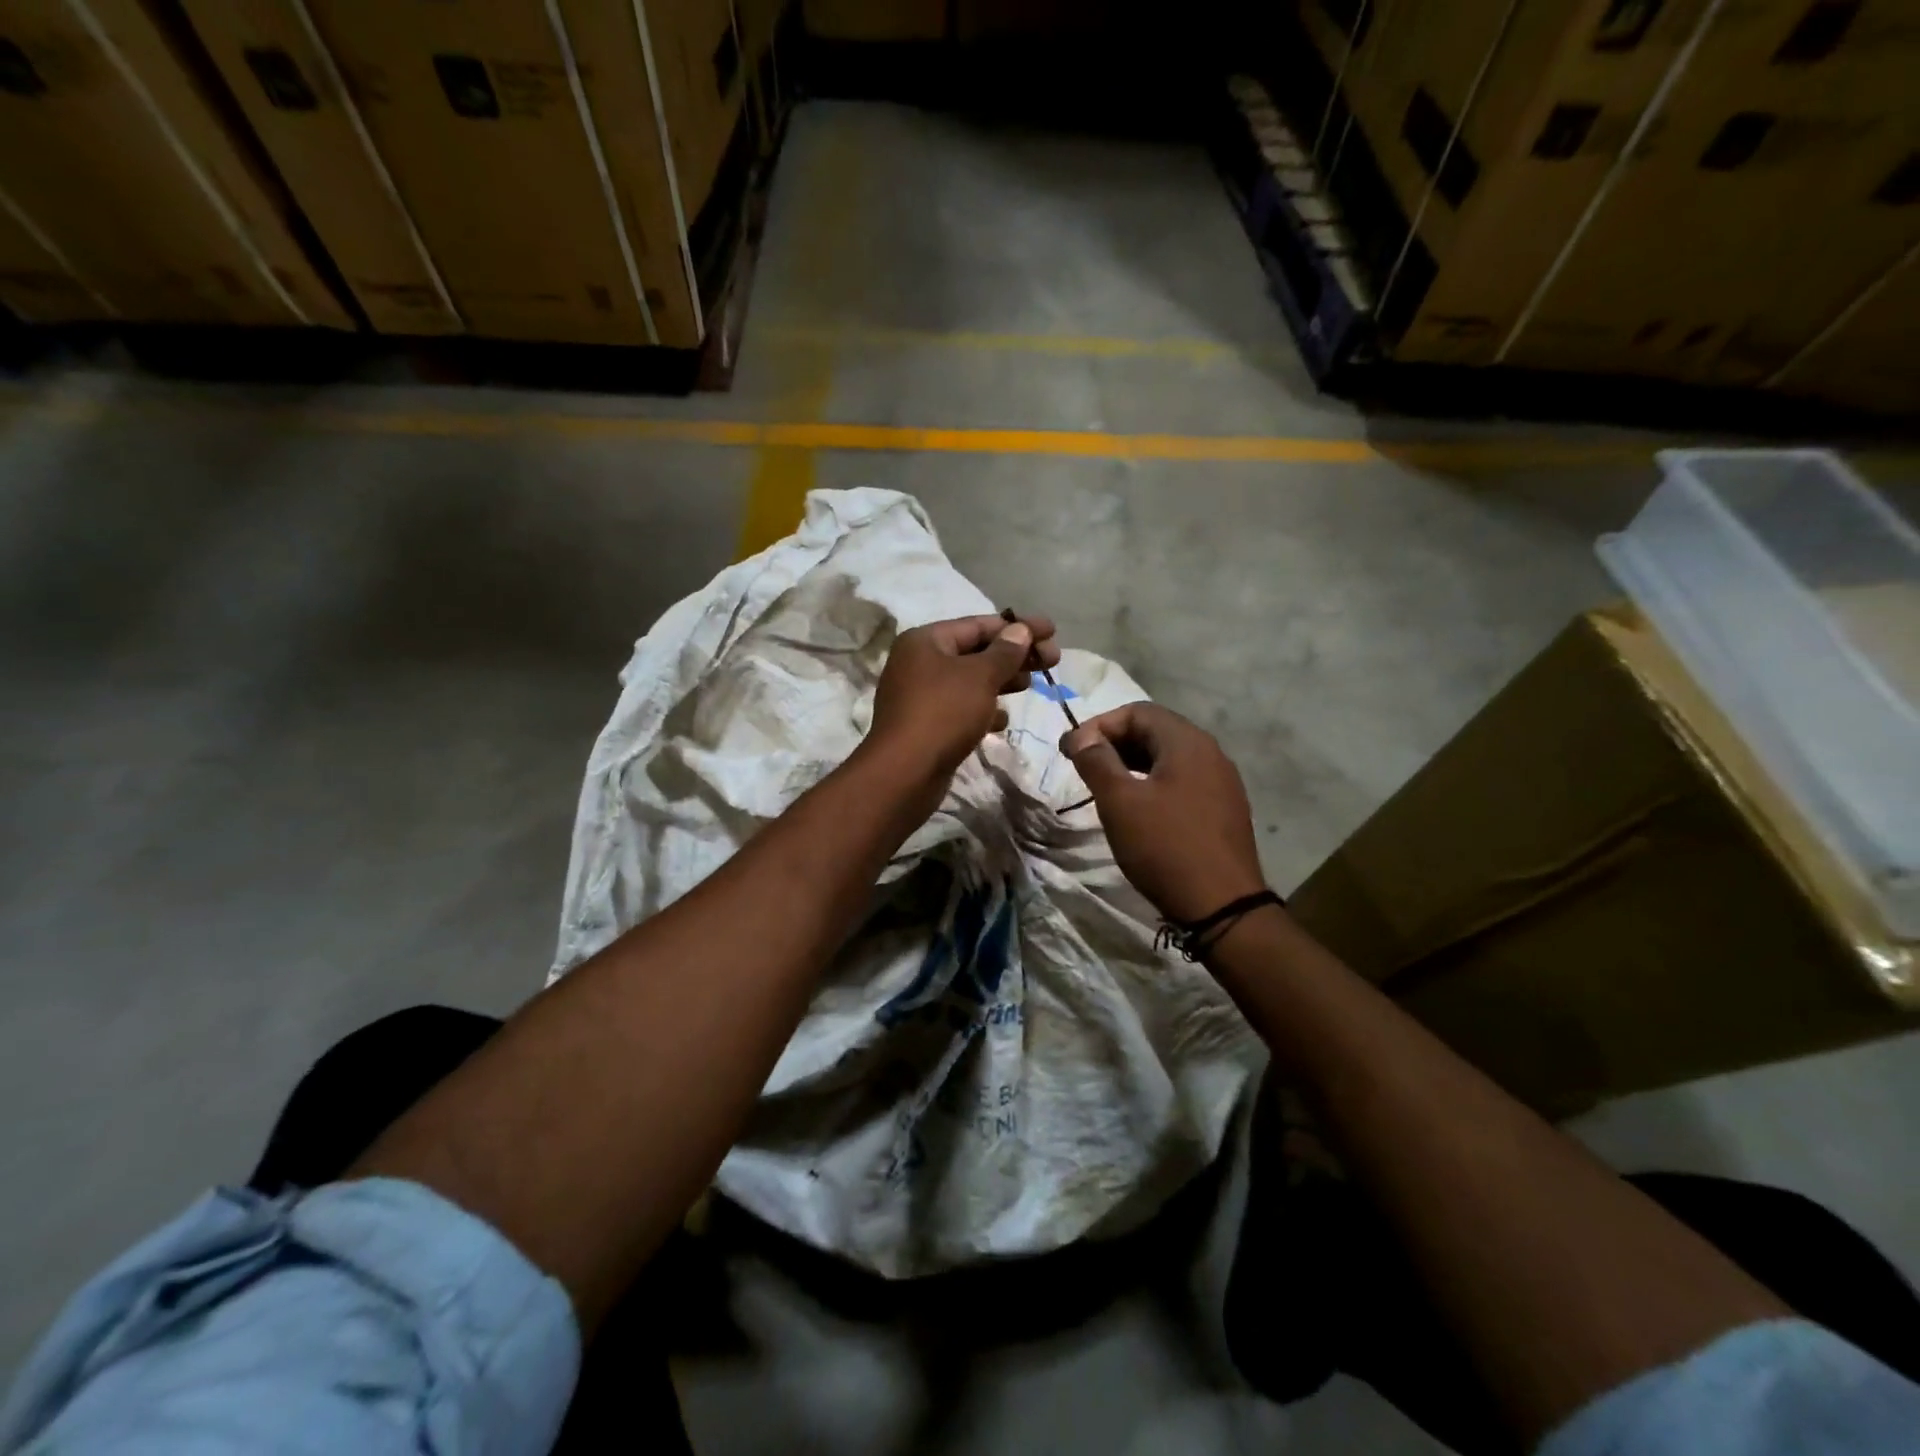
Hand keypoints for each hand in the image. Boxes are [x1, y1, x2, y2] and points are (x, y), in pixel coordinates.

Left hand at [867, 613, 1059, 780]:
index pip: (978, 624)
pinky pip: (961, 708)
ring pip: (970, 681)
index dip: (1018, 626)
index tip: (1051, 631)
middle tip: (1052, 660)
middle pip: (975, 651)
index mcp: (925, 641)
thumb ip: (1004, 652)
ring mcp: (920, 695)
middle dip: (1014, 655)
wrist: (905, 773)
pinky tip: (1003, 720)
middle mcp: (918, 662)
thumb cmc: (943, 714)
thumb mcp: (980, 677)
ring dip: (1002, 680)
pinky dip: (983, 709)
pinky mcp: (926, 725)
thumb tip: (1020, 630)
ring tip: (1031, 685)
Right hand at [1061, 703, 1265, 922]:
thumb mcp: (1120, 802)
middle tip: (1083, 766)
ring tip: (1105, 786)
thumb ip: (1097, 761)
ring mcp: (1221, 781)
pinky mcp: (1224, 808)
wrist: (1222, 906)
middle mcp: (1210, 752)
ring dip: (1132, 763)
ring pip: (1168, 757)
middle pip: (1155, 730)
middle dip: (1115, 742)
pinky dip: (1153, 782)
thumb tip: (1081, 736)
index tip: (1071, 750)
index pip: (1137, 711)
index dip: (1099, 724)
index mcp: (1187, 742)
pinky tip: (1138, 808)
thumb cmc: (1164, 846)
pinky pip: (1182, 780)